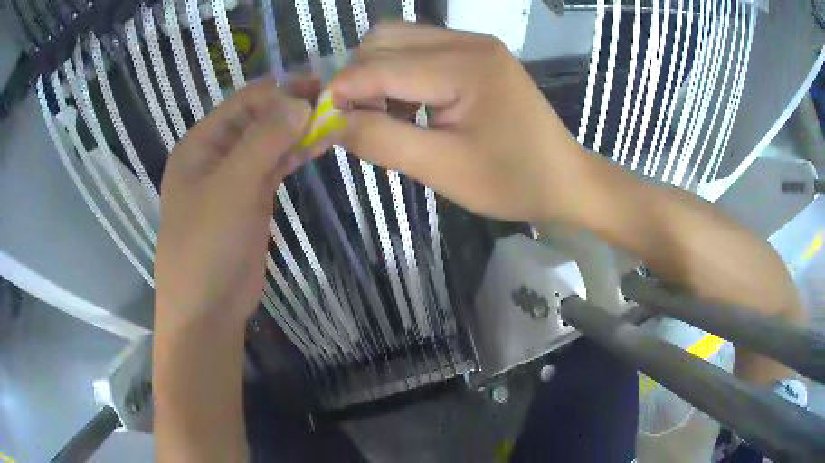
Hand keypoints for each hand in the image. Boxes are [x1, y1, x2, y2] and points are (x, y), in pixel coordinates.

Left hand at [154, 78, 311, 331]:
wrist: (207, 309)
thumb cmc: (206, 245)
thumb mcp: (231, 187)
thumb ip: (263, 140)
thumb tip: (300, 101)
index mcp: (201, 144)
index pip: (244, 102)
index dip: (280, 91)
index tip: (320, 89)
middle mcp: (216, 154)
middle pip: (258, 119)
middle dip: (293, 107)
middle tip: (336, 99)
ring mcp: (235, 177)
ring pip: (269, 142)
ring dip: (298, 129)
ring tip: (336, 118)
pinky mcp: (252, 199)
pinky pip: (275, 167)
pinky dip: (295, 154)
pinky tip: (320, 142)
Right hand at [329, 22, 586, 222]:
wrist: (564, 179)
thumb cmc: (512, 182)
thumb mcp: (443, 169)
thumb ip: (381, 140)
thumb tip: (331, 122)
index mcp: (465, 66)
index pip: (379, 65)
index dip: (341, 92)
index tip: (320, 123)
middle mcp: (468, 40)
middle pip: (384, 39)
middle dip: (357, 78)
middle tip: (358, 122)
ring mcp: (474, 43)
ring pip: (398, 40)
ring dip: (376, 73)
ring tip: (385, 115)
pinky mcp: (476, 53)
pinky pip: (420, 49)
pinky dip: (399, 73)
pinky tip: (408, 105)